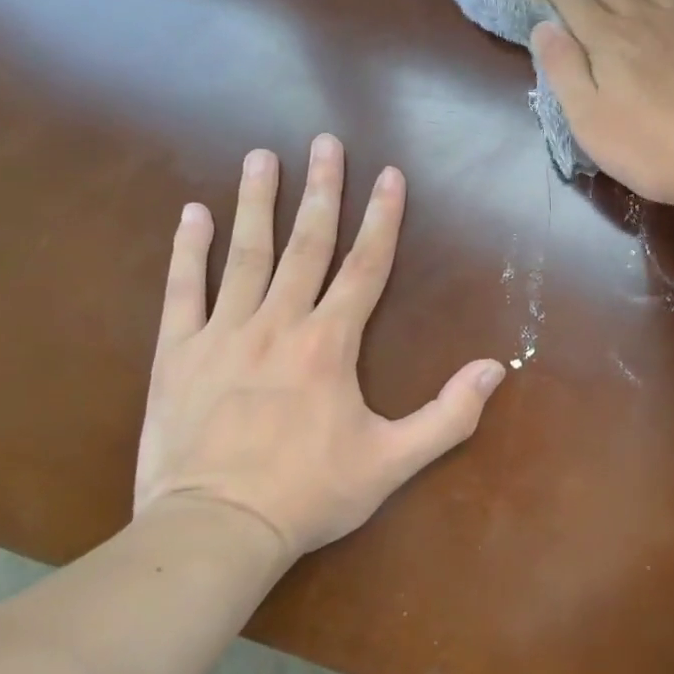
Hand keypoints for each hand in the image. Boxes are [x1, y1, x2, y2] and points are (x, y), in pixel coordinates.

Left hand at [133, 134, 505, 559]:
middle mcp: (279, 323)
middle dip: (322, 189)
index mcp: (330, 344)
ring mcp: (224, 333)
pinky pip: (183, 291)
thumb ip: (448, 415)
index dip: (381, 217)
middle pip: (307, 243)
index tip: (389, 174)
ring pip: (245, 254)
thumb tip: (496, 369)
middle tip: (325, 142)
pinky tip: (193, 213)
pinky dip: (188, 250)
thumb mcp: (391, 463)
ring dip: (257, 201)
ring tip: (262, 156)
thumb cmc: (308, 494)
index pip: (365, 266)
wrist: (213, 531)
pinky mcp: (177, 353)